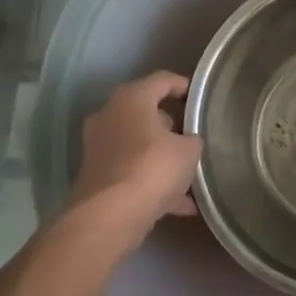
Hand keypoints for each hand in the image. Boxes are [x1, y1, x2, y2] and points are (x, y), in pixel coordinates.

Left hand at [68, 72, 203, 234]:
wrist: (109, 216)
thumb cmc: (152, 168)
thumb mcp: (189, 150)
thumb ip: (192, 139)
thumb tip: (188, 141)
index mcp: (131, 99)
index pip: (162, 80)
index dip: (183, 85)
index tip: (198, 97)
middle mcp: (109, 116)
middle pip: (145, 112)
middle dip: (169, 125)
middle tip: (192, 136)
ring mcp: (99, 147)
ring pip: (137, 145)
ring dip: (160, 156)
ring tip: (188, 173)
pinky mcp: (97, 176)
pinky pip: (132, 171)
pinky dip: (152, 182)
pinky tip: (180, 204)